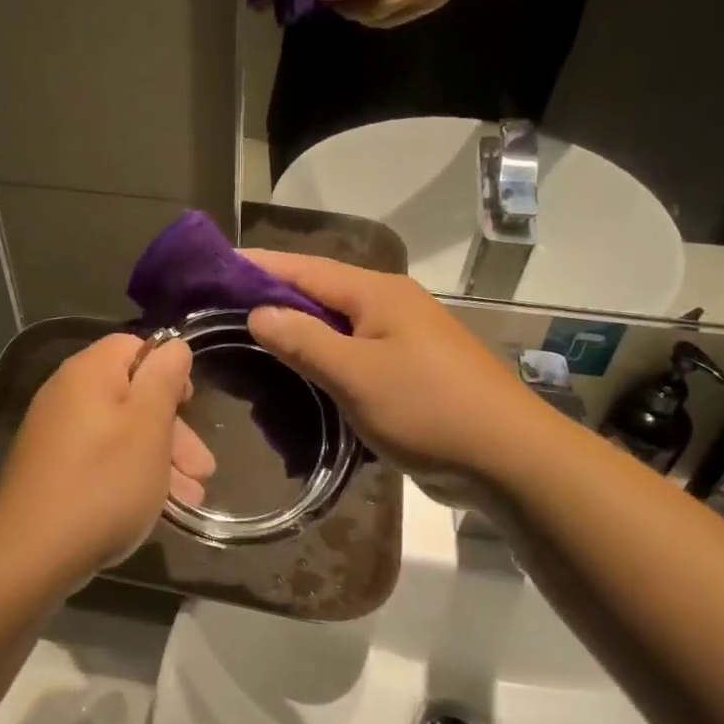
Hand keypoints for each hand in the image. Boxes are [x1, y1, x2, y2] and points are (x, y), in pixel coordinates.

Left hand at [0, 334, 214, 586]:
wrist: (32, 554)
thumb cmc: (103, 483)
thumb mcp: (148, 426)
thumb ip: (164, 380)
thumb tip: (173, 346)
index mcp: (88, 373)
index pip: (134, 347)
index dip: (168, 371)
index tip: (191, 406)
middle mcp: (66, 395)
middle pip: (131, 396)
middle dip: (174, 432)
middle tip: (203, 470)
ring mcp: (55, 436)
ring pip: (121, 434)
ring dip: (161, 461)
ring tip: (192, 499)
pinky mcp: (52, 471)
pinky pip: (101, 460)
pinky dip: (132, 476)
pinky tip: (159, 508)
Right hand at [243, 251, 547, 507]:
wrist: (507, 458)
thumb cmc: (428, 408)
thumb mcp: (356, 374)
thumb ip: (304, 340)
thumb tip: (259, 312)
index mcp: (377, 294)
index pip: (305, 269)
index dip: (260, 265)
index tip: (215, 266)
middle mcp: (390, 306)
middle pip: (320, 293)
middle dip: (273, 297)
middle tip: (221, 308)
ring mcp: (402, 339)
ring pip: (337, 326)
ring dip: (297, 330)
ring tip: (249, 338)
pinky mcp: (408, 372)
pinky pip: (353, 354)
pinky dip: (322, 359)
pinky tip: (298, 374)